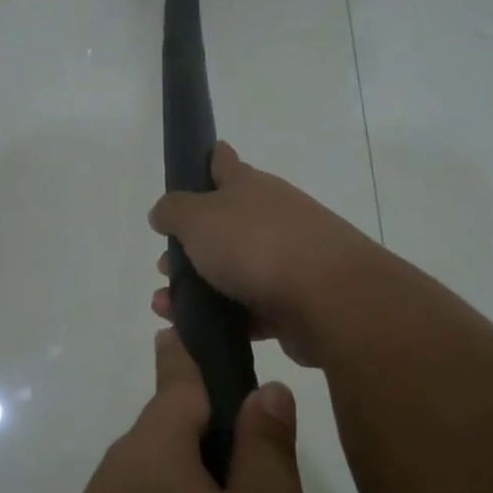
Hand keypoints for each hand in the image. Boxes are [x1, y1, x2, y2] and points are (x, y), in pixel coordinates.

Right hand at [148, 143, 383, 367]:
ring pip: (232, 271)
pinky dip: (222, 318)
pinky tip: (196, 331)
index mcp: (249, 187)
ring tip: (166, 307)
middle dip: (190, 245)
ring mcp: (286, 261)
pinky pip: (248, 309)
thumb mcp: (199, 218)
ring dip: (197, 288)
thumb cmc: (256, 245)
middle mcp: (270, 218)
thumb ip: (174, 211)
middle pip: (224, 225)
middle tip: (164, 265)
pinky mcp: (293, 303)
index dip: (208, 161)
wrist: (328, 299)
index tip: (192, 169)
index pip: (224, 163)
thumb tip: (163, 211)